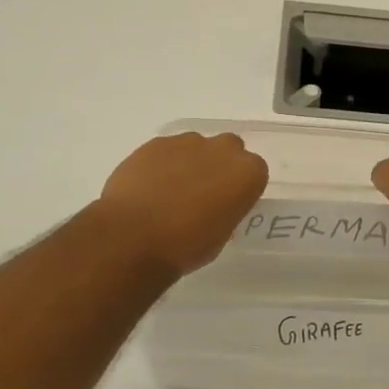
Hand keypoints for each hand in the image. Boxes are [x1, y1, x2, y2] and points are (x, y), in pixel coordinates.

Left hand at [97, 131, 268, 275]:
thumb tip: (214, 208)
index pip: (254, 172)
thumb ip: (225, 211)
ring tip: (169, 192)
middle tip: (202, 193)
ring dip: (189, 163)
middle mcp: (223, 149)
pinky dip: (162, 164)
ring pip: (196, 147)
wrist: (134, 236)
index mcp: (248, 173)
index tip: (228, 203)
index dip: (240, 187)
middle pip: (228, 149)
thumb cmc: (186, 246)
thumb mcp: (220, 237)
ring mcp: (188, 142)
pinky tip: (148, 188)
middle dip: (218, 166)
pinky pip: (166, 150)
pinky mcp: (156, 143)